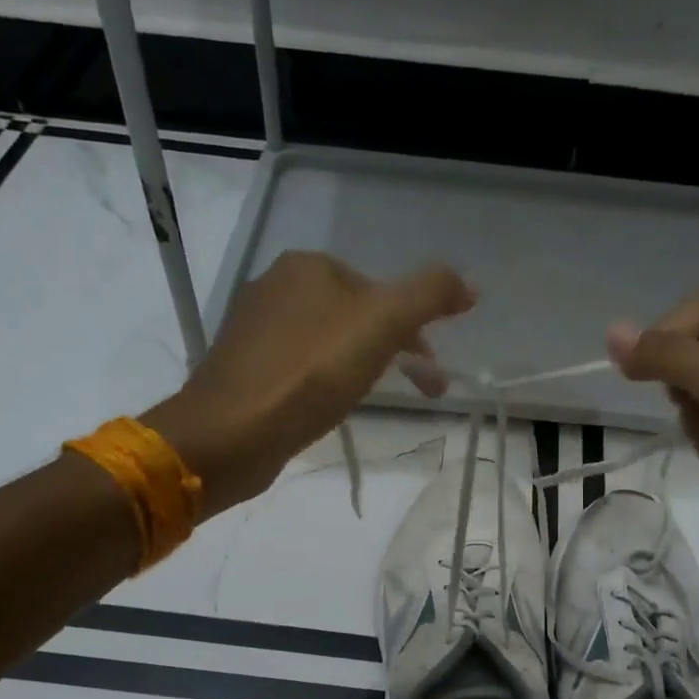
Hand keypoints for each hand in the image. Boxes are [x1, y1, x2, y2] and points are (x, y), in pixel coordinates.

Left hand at [142, 252, 474, 517]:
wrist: (230, 433)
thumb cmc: (311, 373)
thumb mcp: (383, 323)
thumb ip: (430, 295)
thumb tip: (469, 285)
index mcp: (308, 266)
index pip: (379, 290)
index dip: (414, 328)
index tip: (432, 370)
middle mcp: (276, 287)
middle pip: (355, 317)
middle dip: (394, 352)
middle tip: (423, 391)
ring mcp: (254, 330)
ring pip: (329, 344)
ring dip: (363, 369)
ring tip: (376, 403)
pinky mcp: (244, 370)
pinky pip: (302, 369)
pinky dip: (326, 384)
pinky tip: (328, 410)